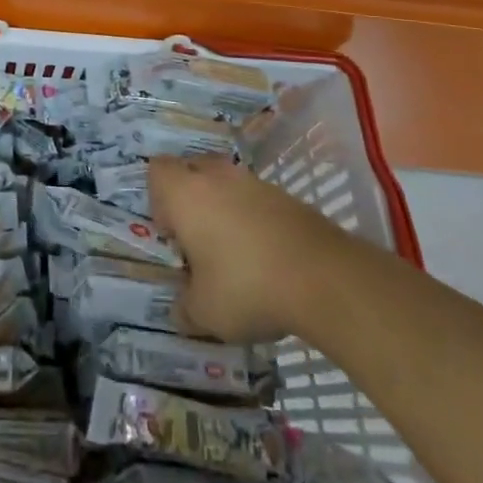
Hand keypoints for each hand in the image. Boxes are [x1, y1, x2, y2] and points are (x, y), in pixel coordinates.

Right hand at [149, 154, 342, 343]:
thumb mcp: (204, 312)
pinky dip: (257, 221)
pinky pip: (260, 201)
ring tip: (235, 253)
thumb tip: (182, 309)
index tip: (171, 233)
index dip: (158, 199)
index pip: (157, 170)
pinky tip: (268, 258)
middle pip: (193, 169)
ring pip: (229, 184)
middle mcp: (218, 177)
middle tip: (198, 239)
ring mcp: (257, 183)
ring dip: (226, 209)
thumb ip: (185, 307)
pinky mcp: (289, 198)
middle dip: (191, 198)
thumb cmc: (247, 286)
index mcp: (186, 194)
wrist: (325, 278)